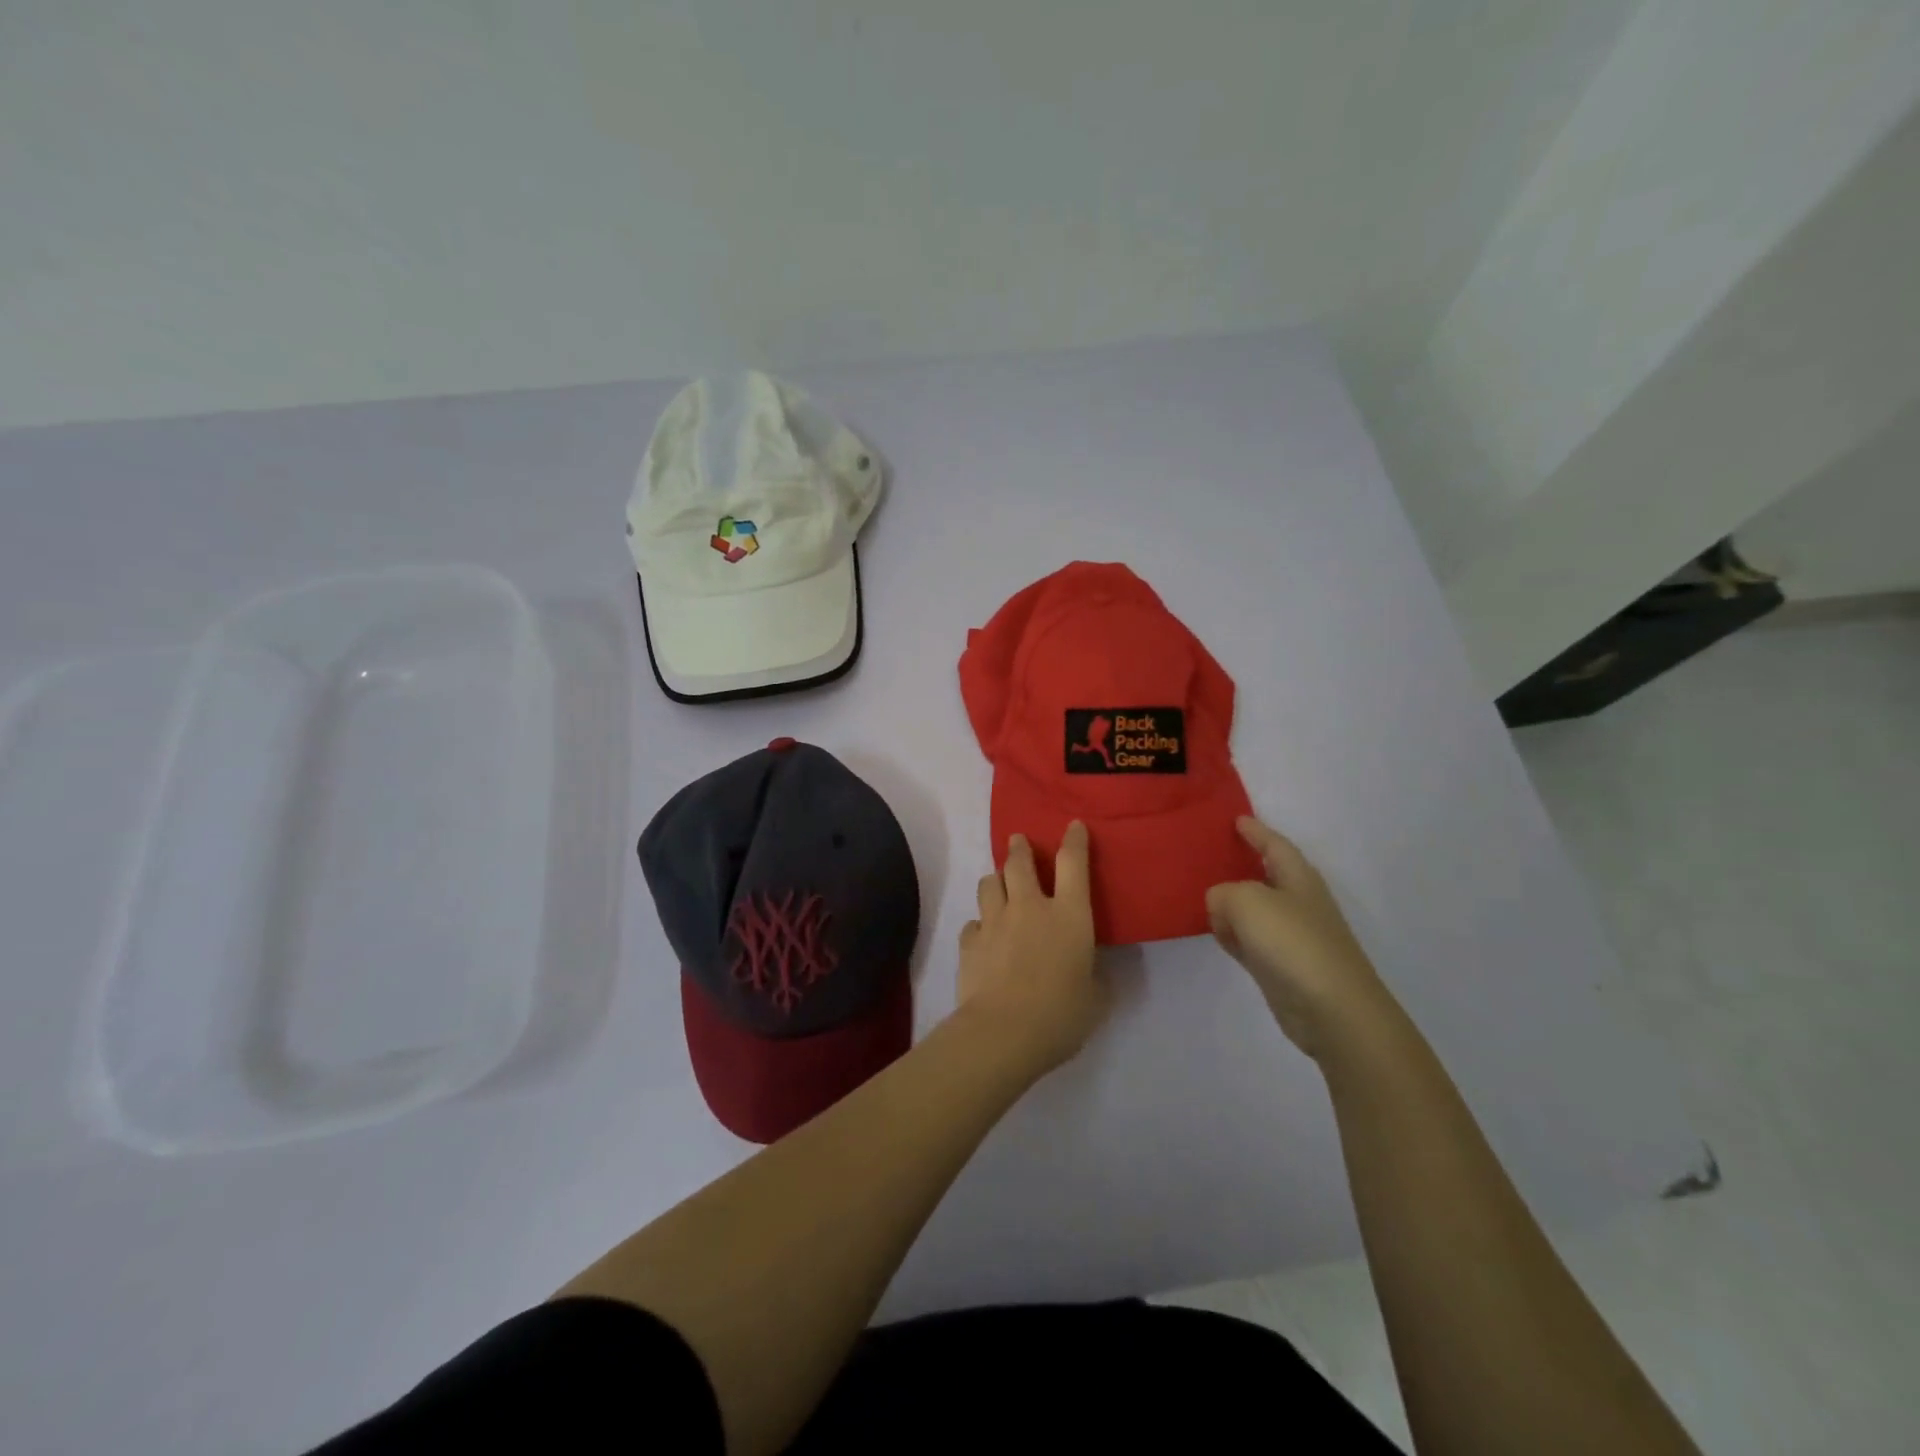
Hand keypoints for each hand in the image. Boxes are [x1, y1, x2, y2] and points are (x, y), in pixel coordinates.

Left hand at [956, 822, 1105, 1075]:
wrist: (1002, 1032)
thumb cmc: (1061, 1015)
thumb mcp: (1095, 997)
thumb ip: (1093, 974)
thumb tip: (1089, 968)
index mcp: (1068, 915)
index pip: (1073, 863)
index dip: (1074, 840)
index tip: (1073, 826)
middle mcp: (1029, 907)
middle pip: (1019, 863)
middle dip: (1019, 848)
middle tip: (1018, 841)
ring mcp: (994, 921)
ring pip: (989, 884)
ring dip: (996, 880)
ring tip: (999, 884)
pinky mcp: (970, 942)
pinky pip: (974, 922)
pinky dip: (980, 924)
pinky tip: (984, 936)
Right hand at [1205, 816, 1394, 1058]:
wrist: (1333, 1011)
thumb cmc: (1294, 943)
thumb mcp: (1248, 901)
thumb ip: (1223, 892)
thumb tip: (1220, 904)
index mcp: (1298, 878)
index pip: (1275, 844)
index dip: (1256, 831)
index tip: (1236, 819)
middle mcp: (1297, 902)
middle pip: (1265, 875)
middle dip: (1241, 864)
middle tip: (1209, 854)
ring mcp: (1292, 937)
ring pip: (1254, 910)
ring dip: (1232, 903)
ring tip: (1201, 894)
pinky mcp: (1282, 967)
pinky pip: (1249, 940)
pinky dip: (1233, 934)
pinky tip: (1216, 934)